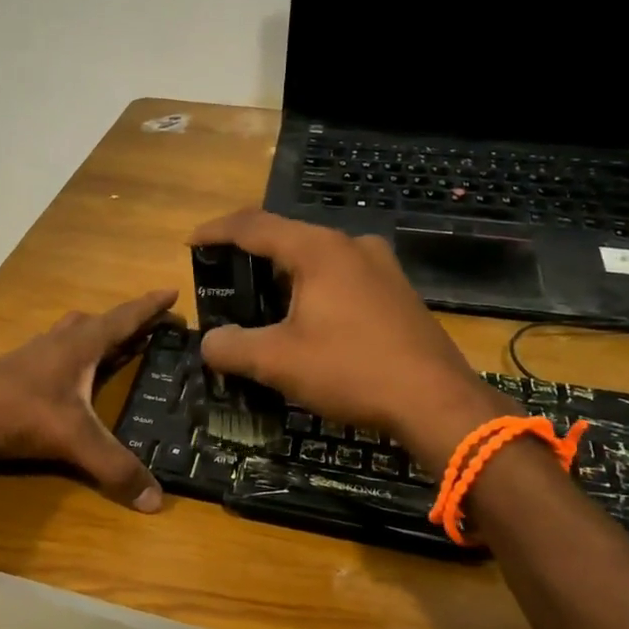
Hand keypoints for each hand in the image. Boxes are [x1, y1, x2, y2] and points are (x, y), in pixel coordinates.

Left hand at [0, 289, 178, 510]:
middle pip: (98, 323)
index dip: (149, 307)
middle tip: (150, 328)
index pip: (123, 319)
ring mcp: (34, 357)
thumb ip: (113, 467)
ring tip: (115, 348)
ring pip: (73, 336)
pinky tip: (73, 379)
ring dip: (97, 337)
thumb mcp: (71, 438)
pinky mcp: (17, 374)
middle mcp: (59, 343)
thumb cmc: (16, 411)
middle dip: (126, 323)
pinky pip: (56, 356)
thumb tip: (155, 500)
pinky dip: (74, 359)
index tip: (172, 291)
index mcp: (79, 345)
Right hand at [187, 210, 509, 465]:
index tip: (191, 243)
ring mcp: (381, 267)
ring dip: (284, 278)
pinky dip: (314, 291)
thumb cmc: (352, 370)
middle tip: (225, 284)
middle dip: (250, 259)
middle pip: (286, 239)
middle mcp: (351, 246)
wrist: (437, 402)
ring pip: (317, 260)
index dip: (216, 231)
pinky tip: (308, 324)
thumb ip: (232, 347)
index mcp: (318, 250)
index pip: (253, 226)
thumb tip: (210, 342)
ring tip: (262, 308)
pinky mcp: (397, 292)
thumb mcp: (278, 362)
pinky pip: (342, 278)